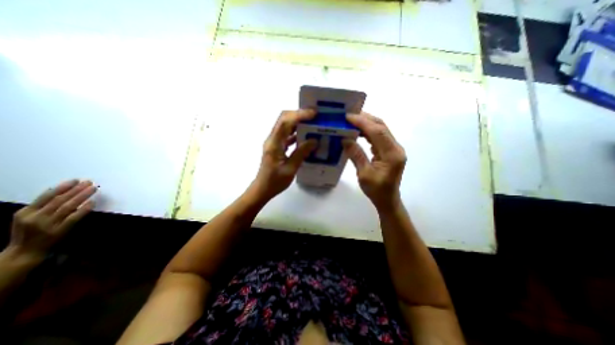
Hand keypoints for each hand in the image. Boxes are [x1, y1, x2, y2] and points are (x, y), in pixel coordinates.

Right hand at [8, 181, 97, 258]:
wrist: (25, 251)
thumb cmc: (29, 231)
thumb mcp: (27, 217)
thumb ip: (42, 206)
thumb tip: (64, 192)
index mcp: (26, 212)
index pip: (46, 196)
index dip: (63, 187)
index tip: (75, 180)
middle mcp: (36, 217)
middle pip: (60, 200)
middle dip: (76, 189)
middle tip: (89, 182)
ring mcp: (48, 224)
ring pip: (68, 206)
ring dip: (82, 196)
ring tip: (93, 188)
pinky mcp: (60, 230)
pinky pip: (74, 217)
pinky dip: (84, 209)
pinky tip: (92, 202)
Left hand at [250, 110, 317, 200]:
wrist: (262, 189)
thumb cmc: (275, 181)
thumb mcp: (291, 169)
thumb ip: (301, 153)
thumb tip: (314, 140)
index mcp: (274, 144)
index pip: (285, 122)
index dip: (299, 115)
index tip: (314, 113)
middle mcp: (272, 139)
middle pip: (284, 119)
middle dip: (299, 114)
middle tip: (315, 115)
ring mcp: (274, 142)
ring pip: (285, 126)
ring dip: (298, 123)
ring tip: (313, 123)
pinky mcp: (276, 147)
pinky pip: (287, 135)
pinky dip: (296, 133)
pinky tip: (306, 137)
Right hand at [344, 114, 407, 210]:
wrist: (387, 199)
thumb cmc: (376, 190)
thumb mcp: (364, 174)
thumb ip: (356, 155)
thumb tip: (345, 139)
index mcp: (392, 154)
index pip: (377, 132)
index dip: (362, 122)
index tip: (348, 117)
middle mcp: (396, 148)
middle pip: (381, 126)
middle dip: (365, 119)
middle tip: (348, 115)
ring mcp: (394, 148)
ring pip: (380, 129)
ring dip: (366, 124)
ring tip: (351, 121)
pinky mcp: (389, 150)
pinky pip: (379, 136)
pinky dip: (368, 131)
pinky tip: (358, 131)